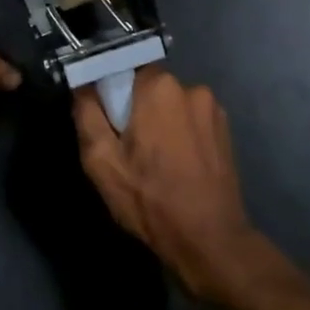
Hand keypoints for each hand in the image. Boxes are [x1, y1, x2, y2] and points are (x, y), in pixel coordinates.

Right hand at [73, 67, 263, 297]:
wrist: (209, 240)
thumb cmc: (150, 199)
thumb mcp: (101, 161)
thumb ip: (87, 115)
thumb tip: (84, 87)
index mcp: (159, 87)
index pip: (124, 69)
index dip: (112, 95)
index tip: (108, 122)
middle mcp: (191, 87)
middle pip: (149, 87)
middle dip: (136, 110)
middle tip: (128, 149)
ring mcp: (213, 108)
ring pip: (171, 105)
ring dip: (160, 122)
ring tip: (155, 162)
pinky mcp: (226, 130)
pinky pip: (191, 120)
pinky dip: (180, 134)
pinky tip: (177, 166)